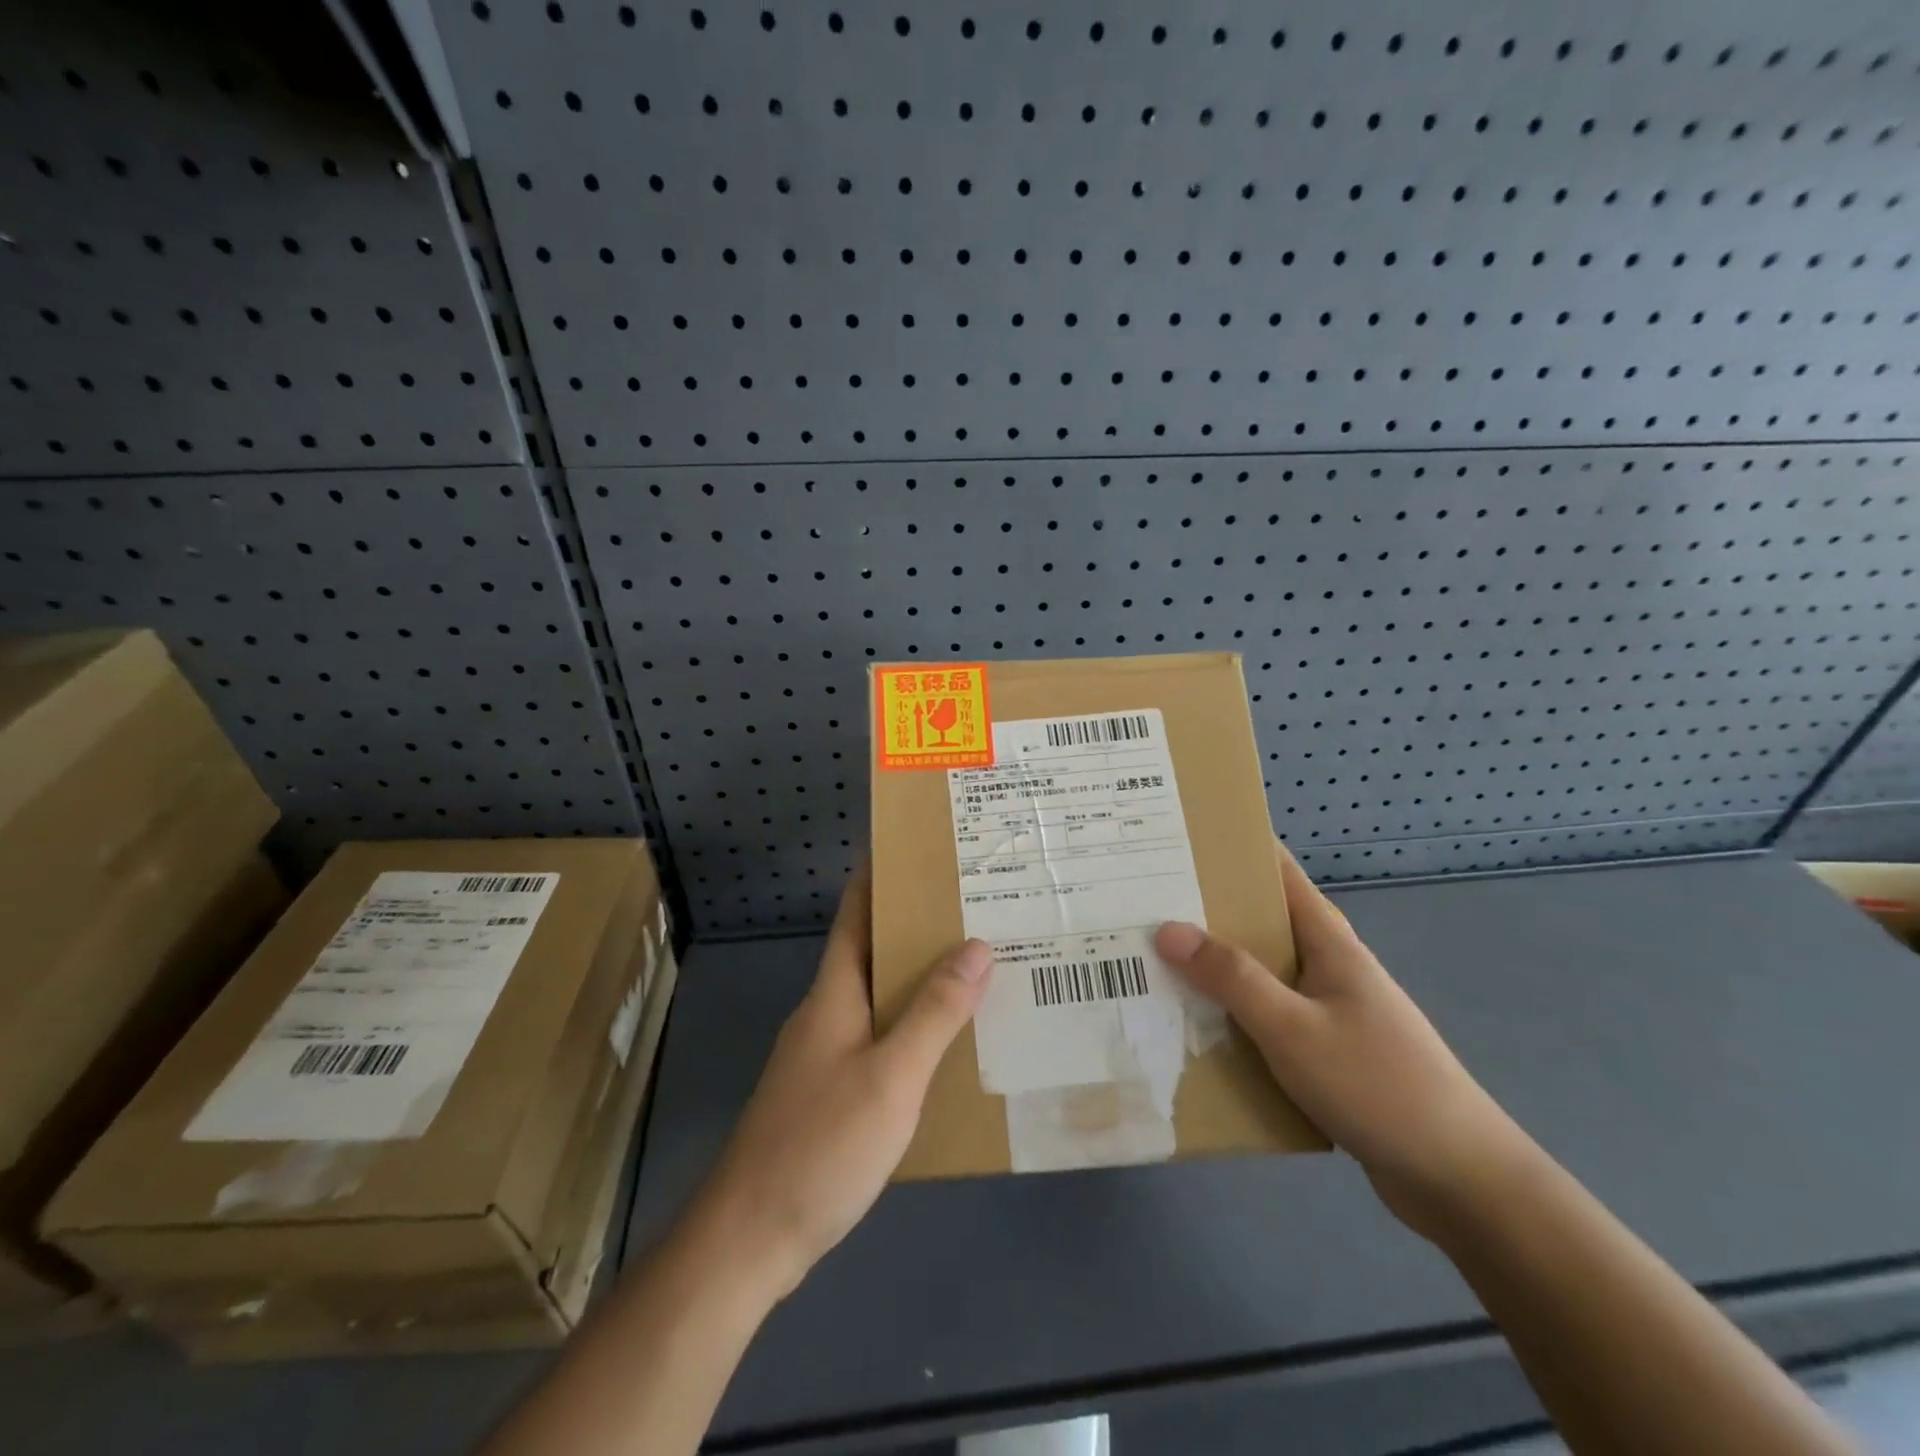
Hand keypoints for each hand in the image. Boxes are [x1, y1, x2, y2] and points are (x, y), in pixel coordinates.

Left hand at [688, 863, 991, 1302]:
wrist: (751, 1237)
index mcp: (834, 992)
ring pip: (877, 996)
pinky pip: (877, 1037)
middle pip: (871, 951)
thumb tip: (976, 945)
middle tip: (974, 907)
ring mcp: (823, 1054)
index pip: (855, 914)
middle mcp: (826, 1012)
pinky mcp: (829, 1092)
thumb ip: (935, 1012)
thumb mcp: (892, 1076)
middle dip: (915, 926)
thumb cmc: (821, 1144)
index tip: (918, 848)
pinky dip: (911, 1025)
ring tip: (974, 966)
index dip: (878, 876)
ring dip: (917, 978)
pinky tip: (945, 1043)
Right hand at [1155, 844, 1528, 1237]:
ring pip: (1260, 973)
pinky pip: (1267, 1017)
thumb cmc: (1378, 1085)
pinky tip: (1193, 1025)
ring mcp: (1328, 1009)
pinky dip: (1232, 1012)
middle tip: (1143, 901)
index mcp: (1328, 941)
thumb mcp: (1293, 1028)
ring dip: (1214, 966)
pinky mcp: (1325, 1050)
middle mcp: (1327, 965)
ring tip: (1152, 958)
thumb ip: (1231, 978)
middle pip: (1260, 921)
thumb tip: (1167, 928)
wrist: (1458, 1179)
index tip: (1179, 837)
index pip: (1277, 871)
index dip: (1233, 847)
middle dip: (1206, 909)